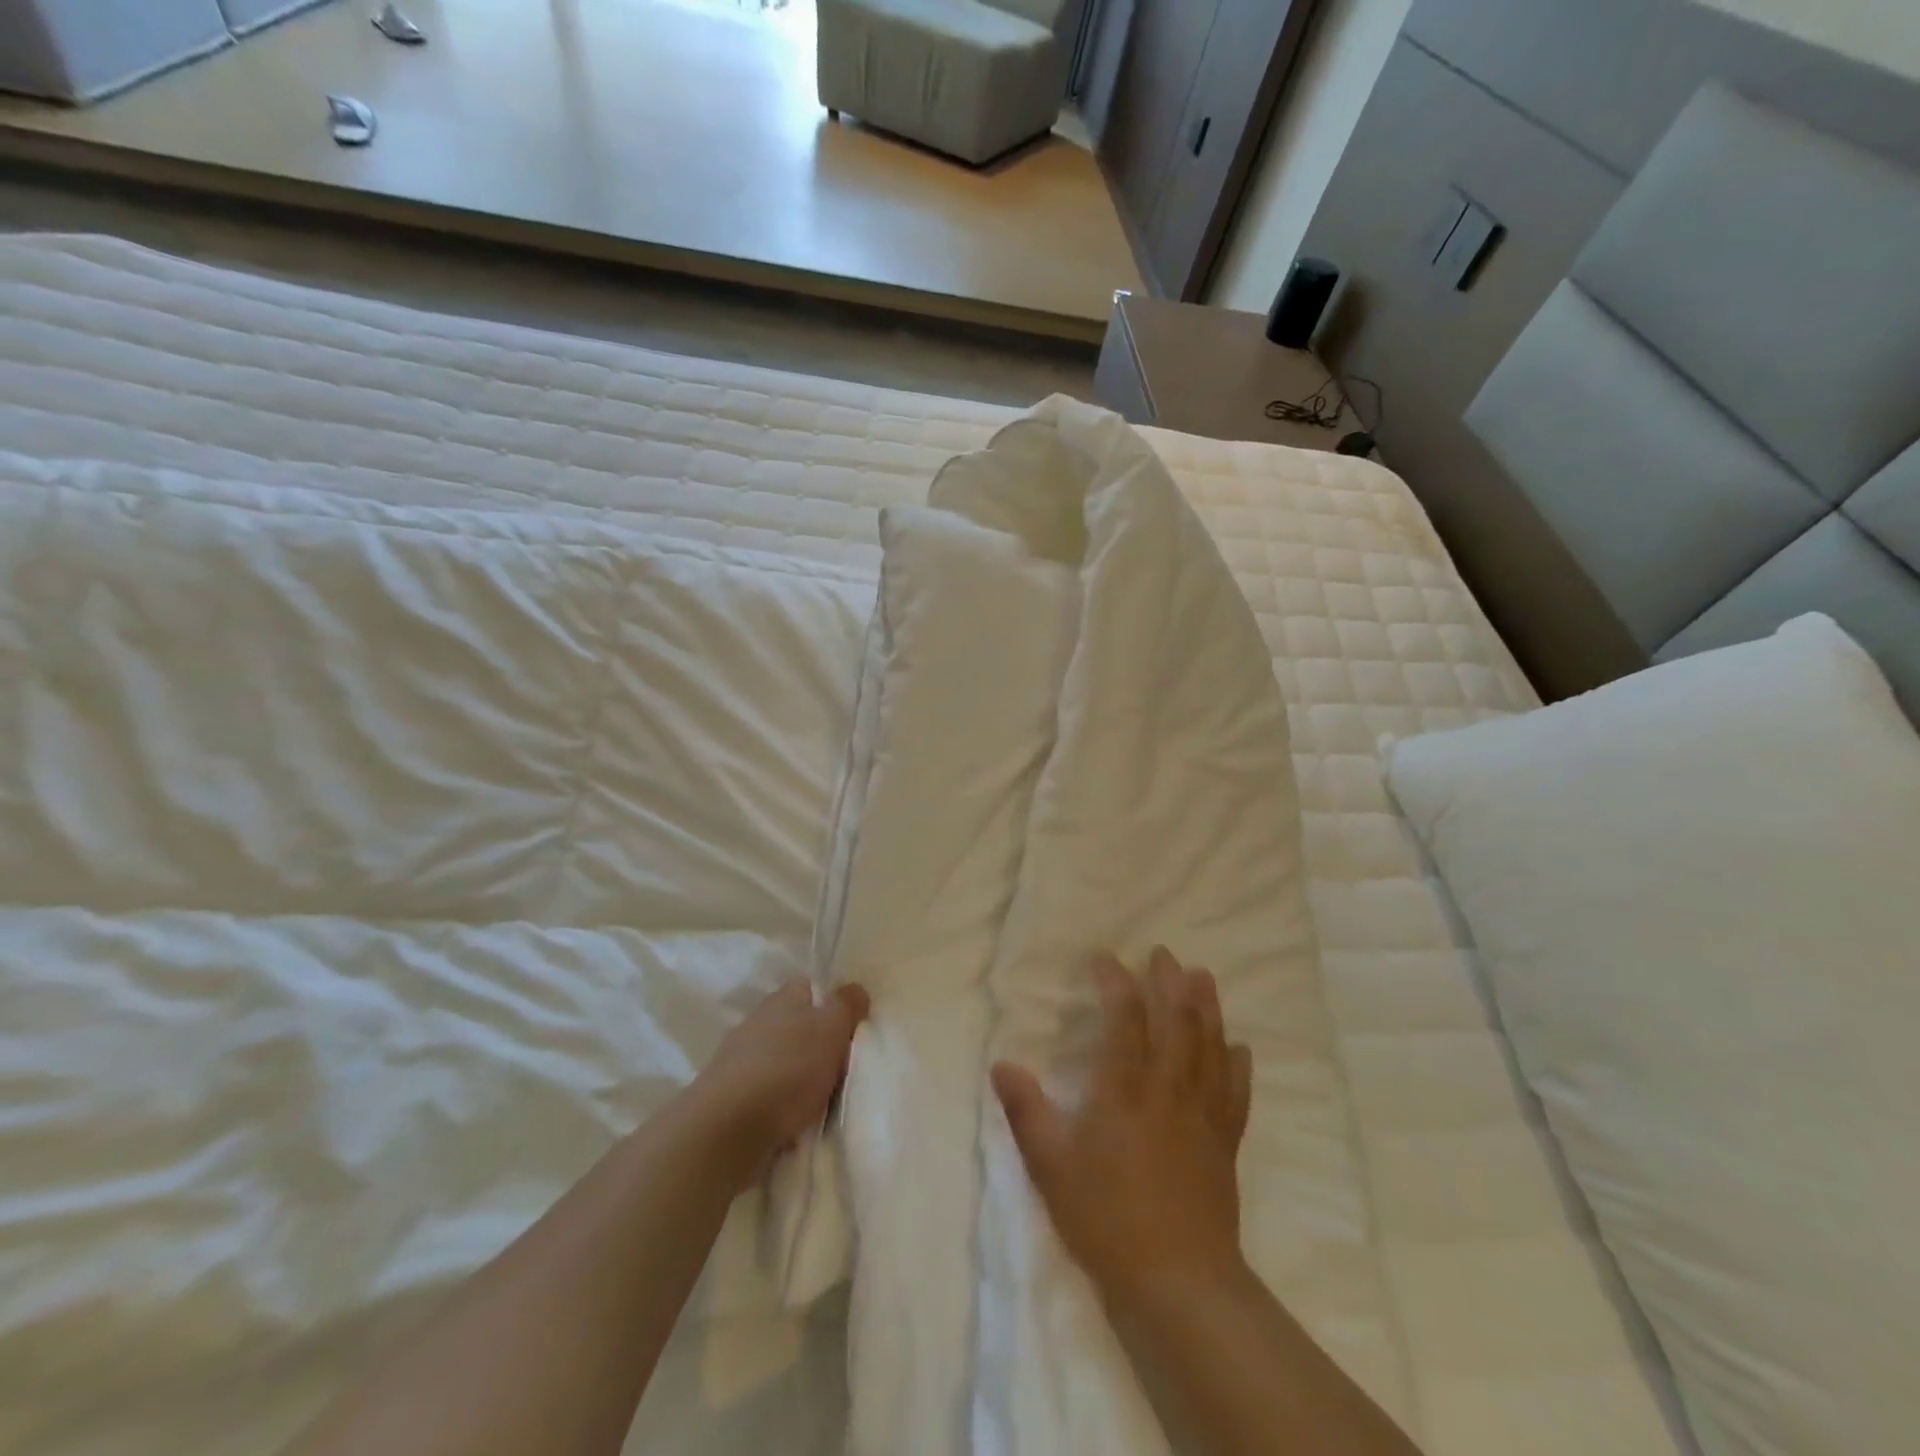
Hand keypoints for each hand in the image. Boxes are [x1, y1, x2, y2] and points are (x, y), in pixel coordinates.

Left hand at [689, 979, 869, 1187]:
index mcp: (781, 999)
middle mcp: (757, 1023)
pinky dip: (780, 1104)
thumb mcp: (831, 1029)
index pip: (808, 986)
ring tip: (821, 1099)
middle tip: (842, 1065)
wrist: (727, 1130)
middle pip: (794, 1024)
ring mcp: (738, 1061)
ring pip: (779, 1060)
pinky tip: (794, 1122)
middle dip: (815, 1042)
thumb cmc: (788, 1069)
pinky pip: (765, 1093)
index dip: (829, 1001)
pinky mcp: (728, 1098)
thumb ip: (846, 1006)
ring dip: (796, 1075)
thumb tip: (855, 989)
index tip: (849, 1024)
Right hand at [991, 948, 1252, 1306]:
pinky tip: (1237, 1047)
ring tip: (1203, 976)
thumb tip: (1001, 1063)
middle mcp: (1168, 1088)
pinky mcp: (1225, 1142)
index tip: (1105, 958)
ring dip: (1206, 1006)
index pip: (1124, 1017)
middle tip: (1162, 952)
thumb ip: (1026, 1109)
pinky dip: (1236, 1063)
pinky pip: (1235, 1091)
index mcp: (1124, 1088)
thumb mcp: (1050, 1164)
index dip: (1116, 982)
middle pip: (1176, 1020)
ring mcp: (1203, 1114)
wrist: (1179, 1282)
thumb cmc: (1106, 1218)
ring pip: (1210, 1045)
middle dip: (1169, 980)